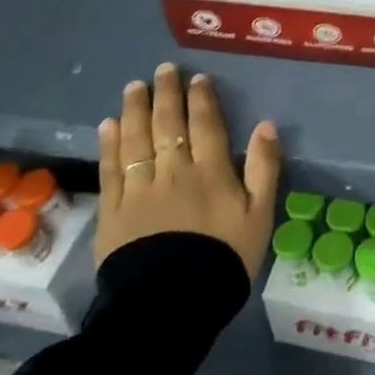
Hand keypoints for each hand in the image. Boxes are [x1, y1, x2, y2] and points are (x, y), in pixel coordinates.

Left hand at [94, 63, 283, 277]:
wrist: (170, 305)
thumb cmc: (223, 260)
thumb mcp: (259, 217)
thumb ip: (264, 169)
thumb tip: (267, 126)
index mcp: (210, 172)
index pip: (205, 125)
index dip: (201, 99)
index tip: (196, 79)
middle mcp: (172, 171)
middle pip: (167, 125)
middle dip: (165, 94)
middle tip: (163, 70)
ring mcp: (138, 190)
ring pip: (135, 140)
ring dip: (135, 109)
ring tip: (134, 86)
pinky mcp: (112, 212)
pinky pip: (109, 170)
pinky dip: (109, 145)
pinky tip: (108, 125)